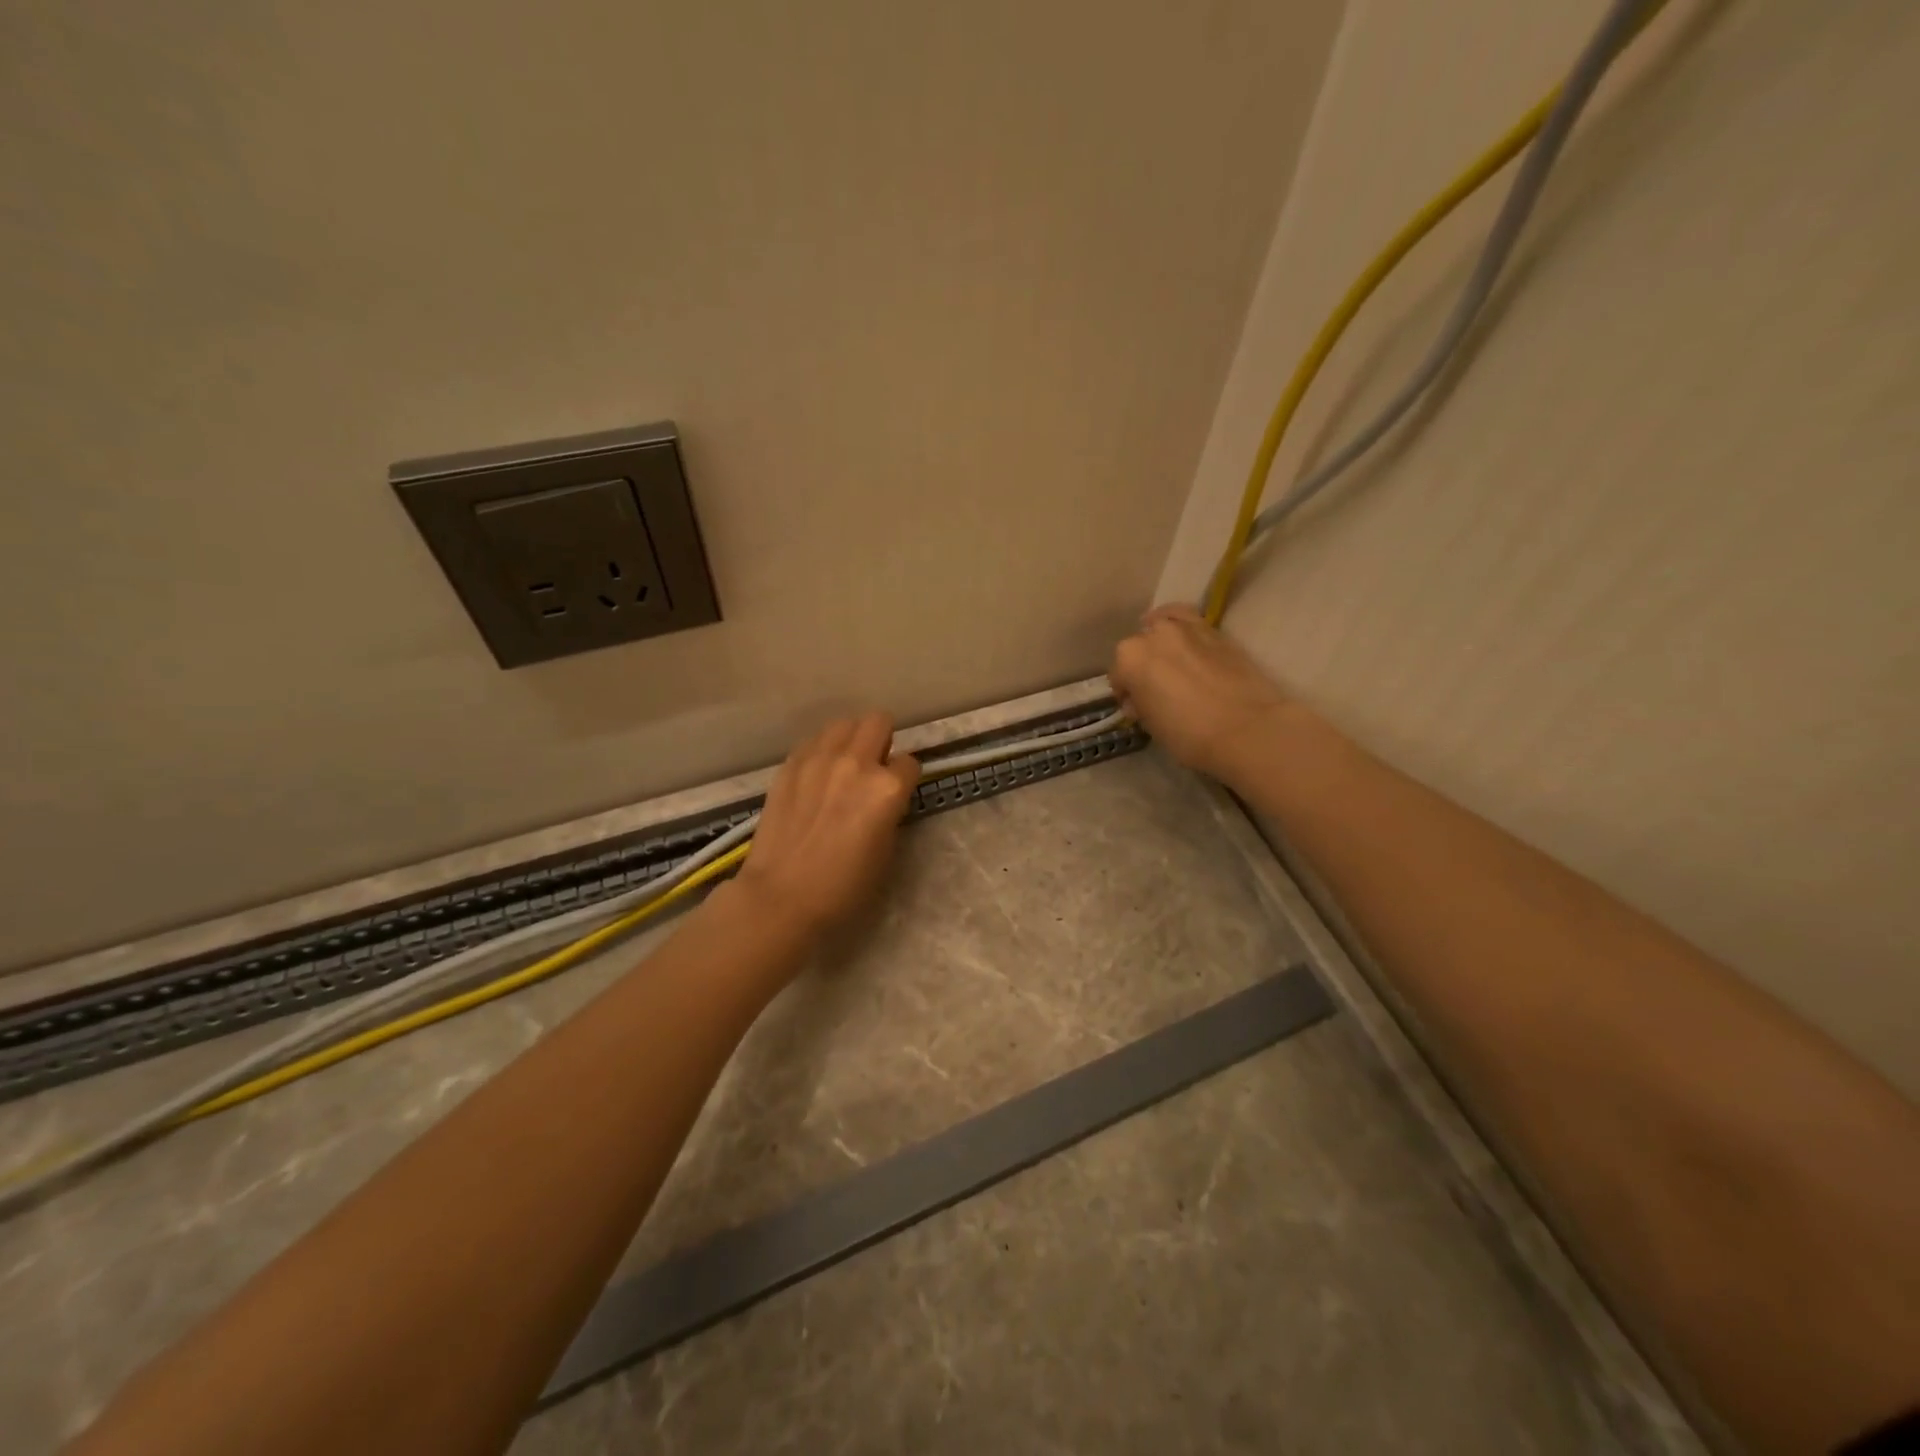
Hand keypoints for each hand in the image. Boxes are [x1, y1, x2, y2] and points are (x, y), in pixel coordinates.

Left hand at [733, 712, 920, 940]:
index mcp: (887, 788)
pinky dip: (822, 750)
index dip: (906, 778)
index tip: (898, 792)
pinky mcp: (790, 765)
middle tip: (875, 765)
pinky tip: (816, 775)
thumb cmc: (843, 887)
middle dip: (883, 740)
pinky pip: (813, 741)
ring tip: (844, 765)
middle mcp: (856, 763)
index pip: (910, 762)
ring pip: (844, 723)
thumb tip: (885, 797)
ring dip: (851, 739)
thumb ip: (890, 811)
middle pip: (878, 722)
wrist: (781, 896)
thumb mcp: (886, 852)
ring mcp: (818, 759)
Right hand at [1109, 604, 1293, 782]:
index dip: (1126, 693)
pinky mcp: (1216, 630)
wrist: (1247, 729)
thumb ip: (1141, 705)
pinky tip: (1188, 644)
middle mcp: (1153, 634)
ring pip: (1163, 626)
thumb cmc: (1189, 734)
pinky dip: (1184, 630)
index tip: (1136, 708)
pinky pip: (1190, 621)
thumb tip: (1141, 700)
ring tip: (1170, 660)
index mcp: (1129, 658)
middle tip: (1156, 688)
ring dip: (1162, 642)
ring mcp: (1186, 628)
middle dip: (1143, 665)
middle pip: (1139, 647)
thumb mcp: (1151, 725)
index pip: (1118, 675)